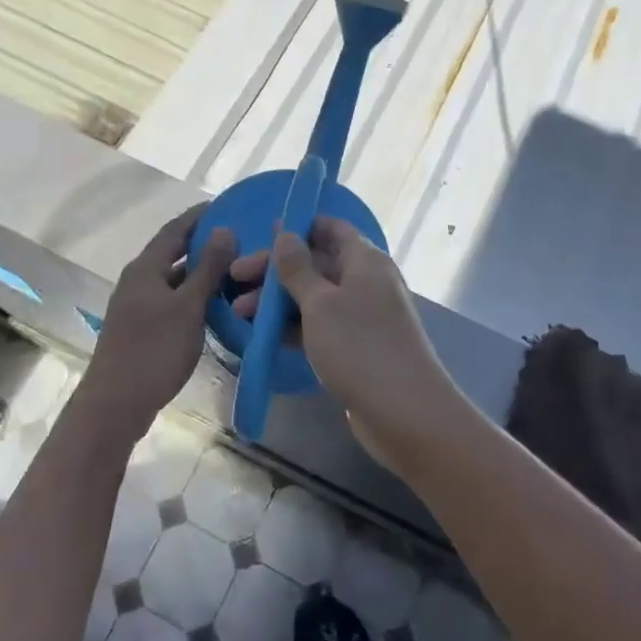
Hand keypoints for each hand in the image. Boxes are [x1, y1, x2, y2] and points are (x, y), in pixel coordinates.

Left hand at [84, 205, 235, 438]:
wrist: (115, 404)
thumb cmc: (154, 350)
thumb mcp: (188, 307)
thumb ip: (207, 268)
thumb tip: (224, 229)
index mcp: (145, 268)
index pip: (174, 230)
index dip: (199, 216)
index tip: (226, 205)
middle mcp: (137, 281)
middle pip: (172, 253)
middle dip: (202, 243)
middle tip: (237, 239)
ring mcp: (136, 306)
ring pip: (172, 279)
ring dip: (199, 272)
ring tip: (233, 270)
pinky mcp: (140, 328)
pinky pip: (170, 300)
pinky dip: (192, 296)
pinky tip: (213, 305)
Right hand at [231, 217, 449, 462]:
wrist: (405, 413)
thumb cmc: (360, 347)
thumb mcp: (320, 303)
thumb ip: (298, 268)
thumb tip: (285, 232)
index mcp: (364, 260)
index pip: (331, 228)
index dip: (298, 227)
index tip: (262, 235)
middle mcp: (366, 281)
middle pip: (317, 263)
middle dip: (276, 270)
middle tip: (235, 280)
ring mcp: (362, 316)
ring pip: (315, 297)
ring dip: (278, 301)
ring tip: (238, 314)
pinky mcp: (356, 347)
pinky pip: (320, 325)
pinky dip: (293, 326)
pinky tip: (264, 336)